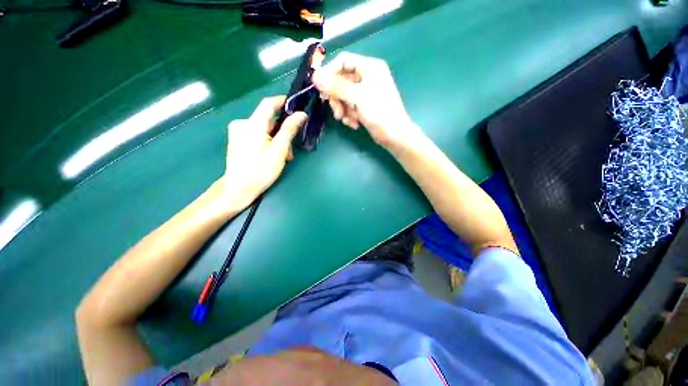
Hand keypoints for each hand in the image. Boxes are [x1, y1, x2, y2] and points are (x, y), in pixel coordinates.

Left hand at [213, 96, 306, 213]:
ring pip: (264, 129)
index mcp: (252, 124)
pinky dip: (267, 142)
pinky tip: (272, 156)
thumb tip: (301, 114)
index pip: (268, 104)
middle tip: (290, 150)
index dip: (283, 102)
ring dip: (276, 140)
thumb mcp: (279, 150)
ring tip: (283, 157)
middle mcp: (242, 124)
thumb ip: (289, 130)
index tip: (296, 105)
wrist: (239, 188)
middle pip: (268, 120)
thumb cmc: (261, 170)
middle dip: (282, 132)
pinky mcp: (237, 140)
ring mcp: (238, 132)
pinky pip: (256, 135)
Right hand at [312, 52, 421, 149]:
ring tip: (347, 121)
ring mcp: (367, 92)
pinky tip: (354, 124)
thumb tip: (315, 77)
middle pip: (342, 81)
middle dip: (337, 98)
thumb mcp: (357, 97)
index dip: (330, 73)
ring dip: (343, 109)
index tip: (321, 89)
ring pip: (345, 96)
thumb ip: (336, 86)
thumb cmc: (379, 112)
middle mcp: (368, 76)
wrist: (394, 135)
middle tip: (336, 112)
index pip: (343, 61)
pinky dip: (350, 115)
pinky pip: (351, 106)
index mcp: (369, 67)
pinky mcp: (366, 105)